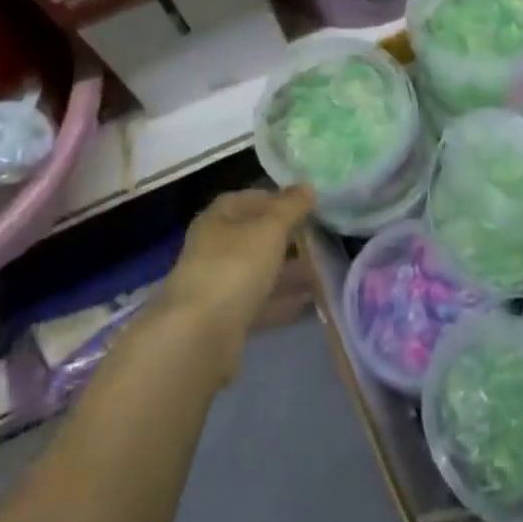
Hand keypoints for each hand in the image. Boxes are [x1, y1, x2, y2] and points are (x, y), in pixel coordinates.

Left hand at [154, 186, 314, 379]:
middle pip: (253, 236)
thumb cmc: (234, 267)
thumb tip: (307, 186)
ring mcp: (217, 284)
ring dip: (287, 270)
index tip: (307, 205)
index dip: (277, 198)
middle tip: (320, 237)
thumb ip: (290, 207)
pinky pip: (259, 301)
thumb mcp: (269, 230)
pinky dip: (282, 299)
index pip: (248, 198)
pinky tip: (309, 301)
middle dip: (286, 237)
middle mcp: (213, 248)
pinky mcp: (224, 317)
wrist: (200, 335)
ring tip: (323, 269)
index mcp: (217, 219)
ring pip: (258, 270)